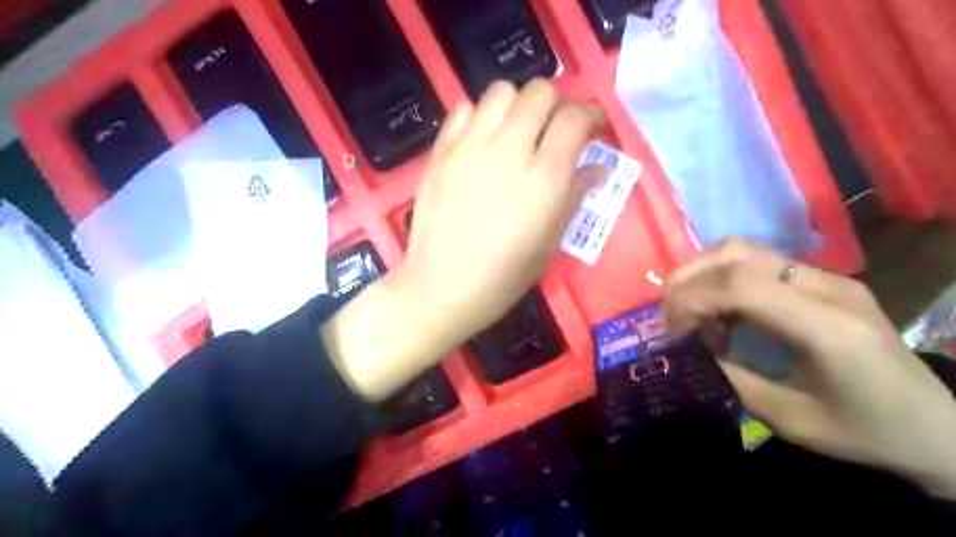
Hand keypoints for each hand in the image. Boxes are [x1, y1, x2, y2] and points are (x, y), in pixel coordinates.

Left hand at [324, 81, 598, 400]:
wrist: (441, 287)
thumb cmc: (502, 277)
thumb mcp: (549, 244)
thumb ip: (574, 197)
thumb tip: (596, 168)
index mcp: (543, 180)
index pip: (574, 118)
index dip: (591, 115)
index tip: (592, 128)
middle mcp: (508, 151)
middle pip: (540, 92)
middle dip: (557, 104)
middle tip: (556, 130)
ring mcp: (469, 147)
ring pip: (501, 91)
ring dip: (519, 105)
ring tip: (518, 132)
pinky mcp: (440, 152)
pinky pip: (463, 110)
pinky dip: (480, 117)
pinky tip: (482, 143)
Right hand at [667, 238, 955, 499]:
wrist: (939, 426)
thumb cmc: (867, 431)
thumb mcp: (792, 419)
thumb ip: (732, 380)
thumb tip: (687, 354)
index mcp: (827, 325)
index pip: (739, 283)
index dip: (690, 300)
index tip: (673, 334)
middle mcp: (826, 286)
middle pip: (734, 253)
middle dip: (686, 282)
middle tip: (670, 320)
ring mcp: (826, 276)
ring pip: (741, 249)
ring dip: (701, 275)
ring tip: (691, 314)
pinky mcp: (821, 279)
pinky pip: (755, 262)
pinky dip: (721, 280)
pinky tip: (721, 313)